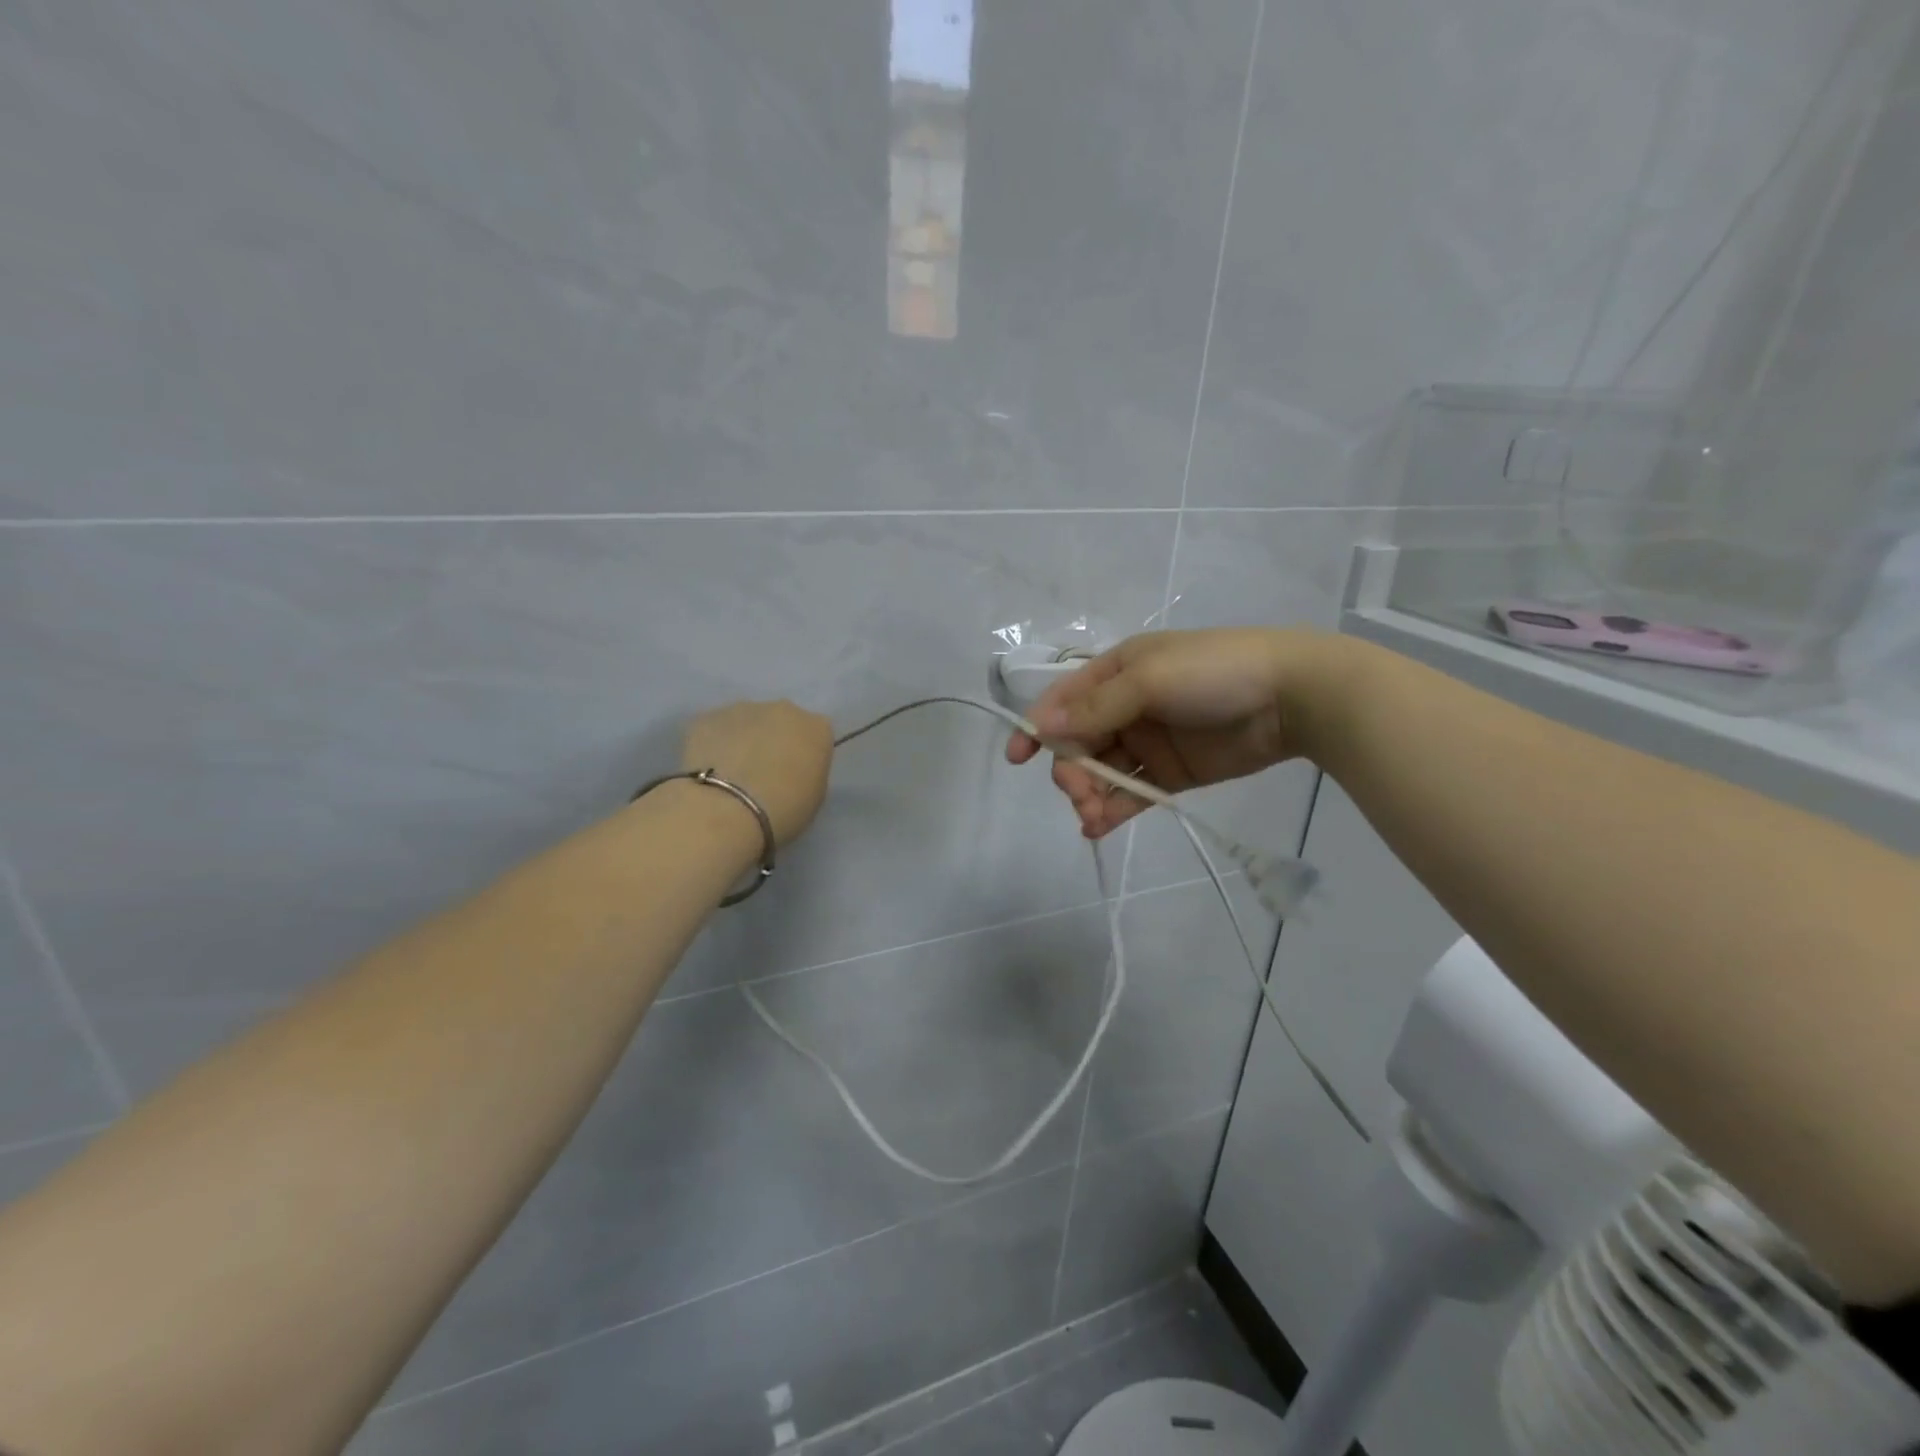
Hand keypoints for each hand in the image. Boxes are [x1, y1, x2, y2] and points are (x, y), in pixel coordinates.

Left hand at [682, 700, 834, 847]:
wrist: (727, 810)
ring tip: (731, 773)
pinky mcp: (707, 717)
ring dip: (743, 740)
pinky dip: (714, 744)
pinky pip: (715, 729)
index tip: (795, 775)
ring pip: (747, 722)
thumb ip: (808, 772)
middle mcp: (783, 709)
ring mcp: (742, 708)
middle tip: (763, 772)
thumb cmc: (784, 809)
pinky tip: (708, 769)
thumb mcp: (815, 796)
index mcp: (816, 728)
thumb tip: (792, 767)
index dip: (805, 755)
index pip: (816, 735)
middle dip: (774, 740)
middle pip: (782, 722)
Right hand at [1004, 628, 1336, 838]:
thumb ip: (1096, 707)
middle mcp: (1126, 706)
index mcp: (1116, 672)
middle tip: (1078, 794)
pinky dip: (1113, 809)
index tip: (1019, 758)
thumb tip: (1042, 727)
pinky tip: (1099, 826)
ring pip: (1102, 771)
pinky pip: (1132, 792)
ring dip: (1089, 794)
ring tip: (1091, 817)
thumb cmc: (1214, 673)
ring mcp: (1149, 741)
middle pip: (1079, 741)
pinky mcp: (1172, 773)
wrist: (1292, 696)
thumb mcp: (1149, 680)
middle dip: (1070, 769)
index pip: (1063, 700)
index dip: (1038, 727)